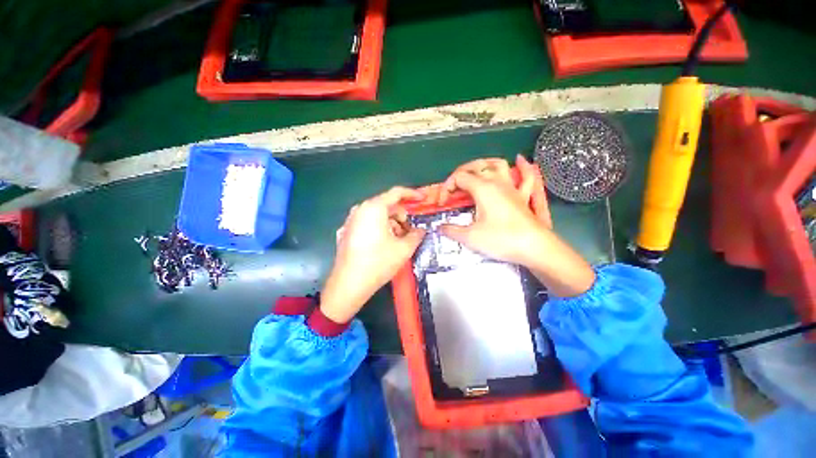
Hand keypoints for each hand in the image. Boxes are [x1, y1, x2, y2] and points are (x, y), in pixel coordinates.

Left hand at [320, 187, 426, 322]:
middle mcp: (360, 209)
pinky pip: (368, 223)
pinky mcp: (347, 231)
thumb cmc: (378, 263)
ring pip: (377, 215)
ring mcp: (351, 220)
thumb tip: (421, 230)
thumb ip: (416, 235)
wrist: (348, 284)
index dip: (412, 194)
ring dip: (392, 224)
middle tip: (411, 231)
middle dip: (402, 216)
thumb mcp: (403, 249)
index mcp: (374, 208)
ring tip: (398, 241)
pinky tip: (384, 244)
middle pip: (387, 205)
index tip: (423, 199)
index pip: (396, 193)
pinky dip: (380, 228)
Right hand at [438, 155, 594, 296]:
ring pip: (499, 165)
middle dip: (461, 172)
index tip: (443, 203)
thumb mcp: (470, 237)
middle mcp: (497, 183)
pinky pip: (525, 177)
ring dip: (486, 164)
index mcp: (482, 188)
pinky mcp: (523, 196)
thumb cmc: (501, 239)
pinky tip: (520, 160)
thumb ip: (452, 230)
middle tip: (453, 185)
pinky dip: (522, 167)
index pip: (459, 178)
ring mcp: (512, 188)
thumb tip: (440, 227)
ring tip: (477, 169)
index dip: (447, 187)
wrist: (534, 247)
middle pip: (477, 166)